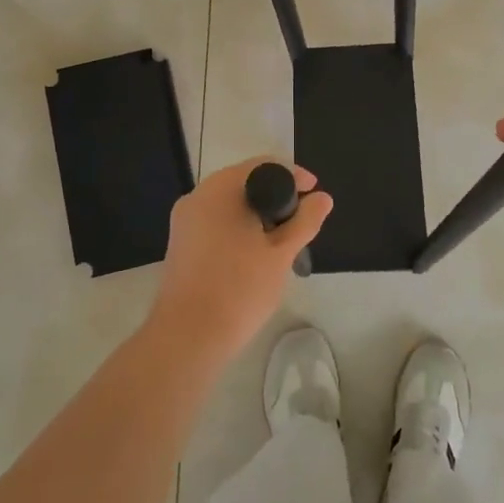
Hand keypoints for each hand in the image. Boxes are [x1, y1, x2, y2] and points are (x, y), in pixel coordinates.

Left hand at [147, 157, 332, 364]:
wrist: (187, 337)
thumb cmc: (239, 288)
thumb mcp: (281, 253)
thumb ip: (305, 221)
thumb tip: (323, 198)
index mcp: (221, 188)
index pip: (265, 165)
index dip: (295, 176)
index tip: (315, 196)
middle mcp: (198, 195)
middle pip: (246, 182)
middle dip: (277, 197)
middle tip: (302, 222)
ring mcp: (185, 220)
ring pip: (230, 204)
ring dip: (258, 215)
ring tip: (283, 241)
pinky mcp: (181, 243)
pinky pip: (216, 222)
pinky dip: (239, 228)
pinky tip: (255, 254)